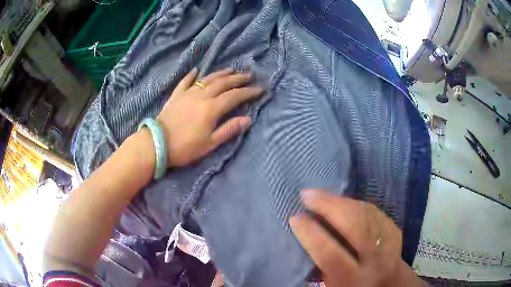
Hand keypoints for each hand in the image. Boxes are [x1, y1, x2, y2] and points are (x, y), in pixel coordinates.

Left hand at [156, 68, 263, 166]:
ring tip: (231, 69)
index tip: (260, 89)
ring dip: (220, 73)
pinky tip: (196, 70)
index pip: (235, 96)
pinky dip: (192, 75)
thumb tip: (248, 119)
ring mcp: (188, 93)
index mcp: (212, 108)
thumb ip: (229, 129)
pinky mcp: (176, 95)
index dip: (249, 92)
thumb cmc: (185, 147)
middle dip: (238, 78)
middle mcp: (202, 95)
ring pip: (207, 78)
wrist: (157, 144)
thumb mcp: (210, 143)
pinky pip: (185, 81)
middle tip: (249, 75)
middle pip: (223, 83)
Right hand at [290, 189, 418, 286]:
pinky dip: (355, 203)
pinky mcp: (395, 232)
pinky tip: (343, 201)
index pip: (331, 253)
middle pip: (354, 225)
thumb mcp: (333, 285)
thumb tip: (307, 236)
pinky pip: (374, 211)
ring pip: (366, 213)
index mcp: (355, 279)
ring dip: (341, 201)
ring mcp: (389, 244)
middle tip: (307, 195)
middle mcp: (376, 260)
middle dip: (329, 206)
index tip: (295, 217)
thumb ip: (322, 264)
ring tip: (321, 194)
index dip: (311, 234)